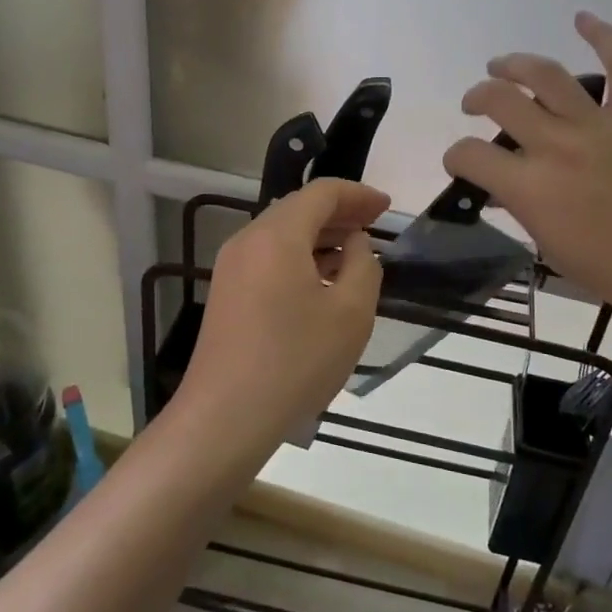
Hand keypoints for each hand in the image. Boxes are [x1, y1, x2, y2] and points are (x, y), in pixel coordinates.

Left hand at [179, 177, 390, 457]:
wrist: (224, 418)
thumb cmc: (295, 361)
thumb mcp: (351, 313)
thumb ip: (364, 265)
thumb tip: (356, 243)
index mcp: (277, 235)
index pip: (322, 193)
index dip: (358, 194)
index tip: (387, 207)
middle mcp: (248, 240)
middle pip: (298, 209)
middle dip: (339, 212)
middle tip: (375, 225)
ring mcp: (231, 267)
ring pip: (282, 234)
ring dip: (320, 236)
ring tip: (355, 253)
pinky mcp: (227, 293)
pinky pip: (268, 257)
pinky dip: (299, 257)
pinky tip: (322, 281)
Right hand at [445, 12, 611, 344]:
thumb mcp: (552, 248)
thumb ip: (522, 210)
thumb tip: (504, 187)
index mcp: (531, 188)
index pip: (470, 155)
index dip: (455, 156)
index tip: (462, 162)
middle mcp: (557, 146)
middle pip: (499, 100)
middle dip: (477, 97)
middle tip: (475, 104)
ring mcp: (599, 125)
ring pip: (545, 74)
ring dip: (514, 64)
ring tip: (502, 66)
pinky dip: (602, 34)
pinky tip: (582, 18)